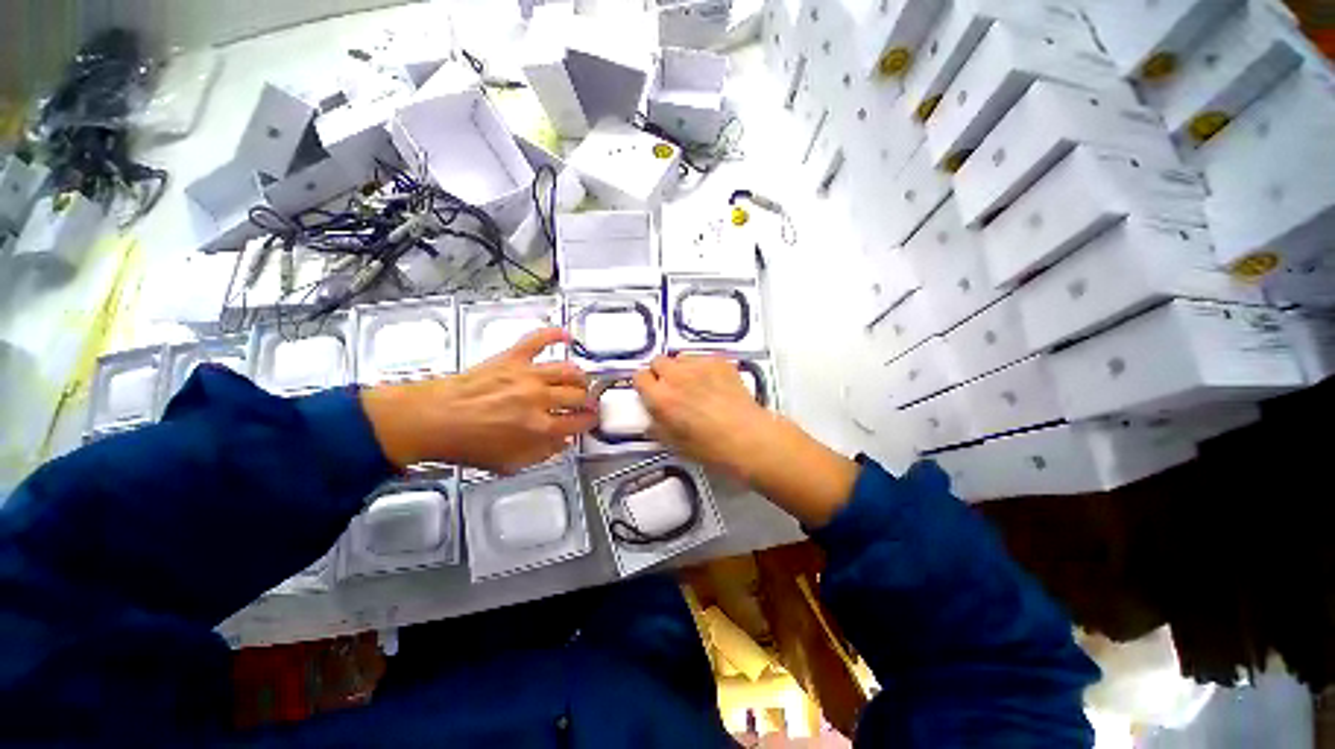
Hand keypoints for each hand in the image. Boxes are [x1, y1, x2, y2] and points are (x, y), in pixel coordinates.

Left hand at [362, 328, 597, 472]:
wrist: (432, 420)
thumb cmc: (468, 445)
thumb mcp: (510, 464)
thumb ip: (543, 454)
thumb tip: (564, 441)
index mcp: (539, 427)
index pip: (579, 422)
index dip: (590, 421)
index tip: (591, 419)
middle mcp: (539, 398)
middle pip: (577, 395)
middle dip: (586, 400)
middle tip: (584, 402)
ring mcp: (527, 375)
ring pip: (568, 370)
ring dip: (579, 376)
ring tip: (578, 381)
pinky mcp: (512, 358)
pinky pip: (537, 339)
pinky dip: (553, 334)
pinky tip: (566, 335)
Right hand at [631, 355, 770, 476]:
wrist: (747, 437)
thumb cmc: (710, 448)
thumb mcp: (673, 444)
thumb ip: (657, 426)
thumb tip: (652, 418)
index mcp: (660, 397)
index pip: (639, 377)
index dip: (645, 385)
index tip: (651, 392)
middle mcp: (676, 376)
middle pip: (658, 361)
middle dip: (662, 373)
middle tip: (673, 388)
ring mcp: (699, 365)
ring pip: (680, 357)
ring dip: (682, 368)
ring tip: (695, 384)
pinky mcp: (719, 361)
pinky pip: (703, 358)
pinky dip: (703, 368)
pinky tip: (714, 383)